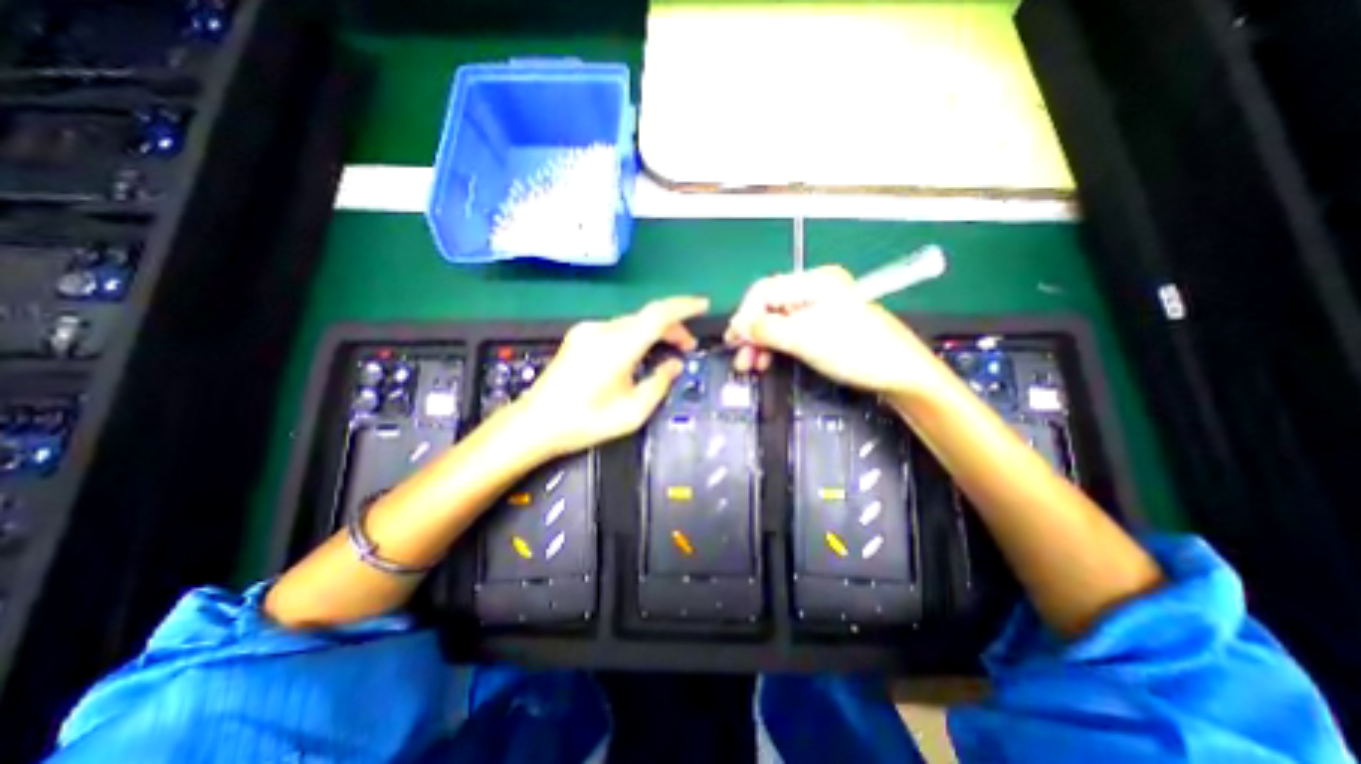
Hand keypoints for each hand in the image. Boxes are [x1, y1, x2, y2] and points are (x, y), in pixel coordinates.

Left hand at [507, 296, 705, 455]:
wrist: (535, 423)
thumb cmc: (585, 422)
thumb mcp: (632, 412)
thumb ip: (659, 384)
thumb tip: (675, 364)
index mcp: (617, 347)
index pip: (658, 314)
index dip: (684, 306)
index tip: (704, 305)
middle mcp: (602, 331)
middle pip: (646, 317)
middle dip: (672, 327)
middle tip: (687, 346)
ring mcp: (588, 331)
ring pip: (632, 322)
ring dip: (654, 332)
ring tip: (667, 351)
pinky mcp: (579, 336)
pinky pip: (617, 329)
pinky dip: (636, 335)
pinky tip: (640, 354)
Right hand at [729, 265, 942, 396]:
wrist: (900, 374)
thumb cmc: (855, 351)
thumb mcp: (804, 339)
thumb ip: (766, 330)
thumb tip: (739, 327)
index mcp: (815, 282)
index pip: (765, 290)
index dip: (745, 315)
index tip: (734, 339)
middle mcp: (816, 290)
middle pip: (770, 306)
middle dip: (751, 331)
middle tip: (739, 355)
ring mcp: (821, 308)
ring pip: (778, 321)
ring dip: (761, 342)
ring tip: (750, 364)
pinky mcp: (824, 326)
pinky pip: (791, 331)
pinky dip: (776, 346)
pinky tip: (767, 360)